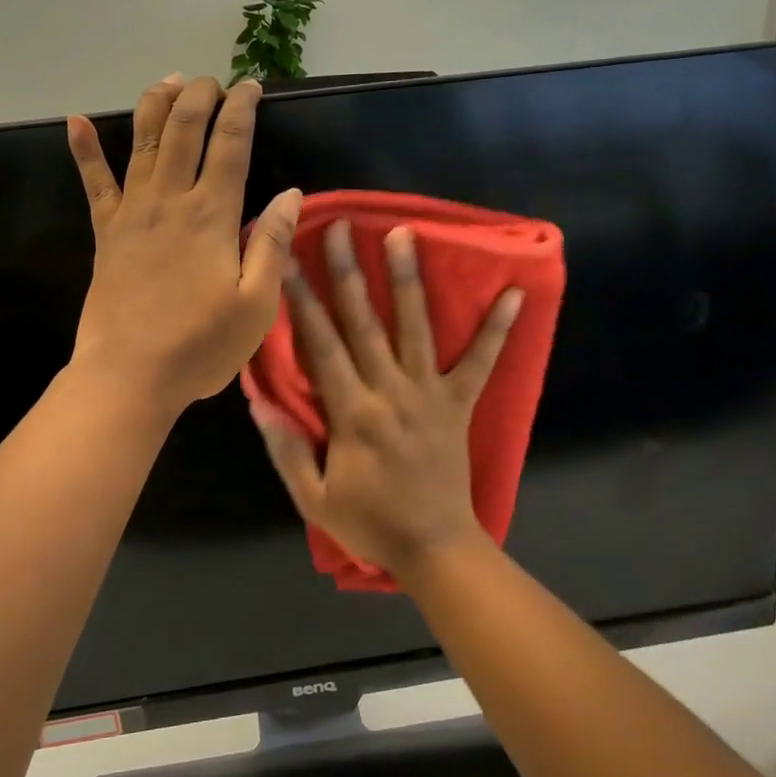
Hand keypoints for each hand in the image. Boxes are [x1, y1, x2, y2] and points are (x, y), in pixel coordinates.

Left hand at [67, 74, 301, 418]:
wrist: (129, 375)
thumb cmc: (200, 346)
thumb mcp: (256, 305)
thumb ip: (272, 244)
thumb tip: (292, 195)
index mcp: (212, 215)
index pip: (230, 144)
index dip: (242, 109)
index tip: (251, 87)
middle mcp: (169, 200)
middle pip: (183, 129)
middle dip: (200, 96)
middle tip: (213, 81)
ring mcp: (131, 213)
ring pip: (141, 142)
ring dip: (155, 104)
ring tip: (169, 81)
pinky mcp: (105, 232)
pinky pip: (93, 182)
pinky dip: (84, 149)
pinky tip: (76, 120)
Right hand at [252, 220, 522, 575]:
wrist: (435, 549)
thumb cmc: (370, 524)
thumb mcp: (313, 498)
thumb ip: (286, 450)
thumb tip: (259, 405)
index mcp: (352, 413)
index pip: (320, 346)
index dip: (300, 300)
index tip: (286, 259)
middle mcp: (390, 392)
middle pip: (363, 324)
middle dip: (347, 273)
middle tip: (340, 227)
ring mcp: (429, 394)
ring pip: (416, 328)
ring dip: (409, 280)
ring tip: (404, 233)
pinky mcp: (459, 404)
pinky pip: (482, 362)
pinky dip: (498, 329)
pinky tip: (517, 294)